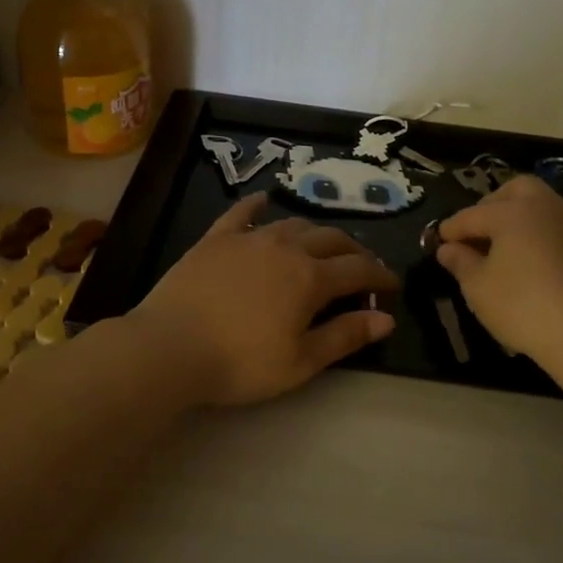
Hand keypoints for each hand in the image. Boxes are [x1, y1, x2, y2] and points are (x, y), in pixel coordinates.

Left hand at [130, 193, 399, 405]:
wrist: (170, 347)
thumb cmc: (240, 363)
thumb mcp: (301, 361)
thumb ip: (344, 336)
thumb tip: (386, 319)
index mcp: (310, 278)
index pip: (358, 270)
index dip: (380, 276)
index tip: (392, 285)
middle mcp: (285, 248)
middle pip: (330, 240)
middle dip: (354, 251)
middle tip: (362, 266)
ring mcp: (248, 238)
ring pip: (292, 225)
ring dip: (315, 233)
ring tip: (322, 244)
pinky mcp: (215, 239)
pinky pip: (241, 213)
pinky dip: (256, 205)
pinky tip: (263, 200)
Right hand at [434, 175, 562, 367]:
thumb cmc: (523, 307)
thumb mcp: (478, 288)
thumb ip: (460, 262)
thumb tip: (447, 249)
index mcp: (513, 212)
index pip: (472, 215)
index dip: (451, 228)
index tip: (438, 241)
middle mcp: (547, 207)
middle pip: (516, 190)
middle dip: (492, 205)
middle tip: (478, 232)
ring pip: (544, 206)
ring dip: (522, 218)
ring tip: (507, 247)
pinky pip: (561, 229)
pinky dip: (543, 236)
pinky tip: (537, 263)